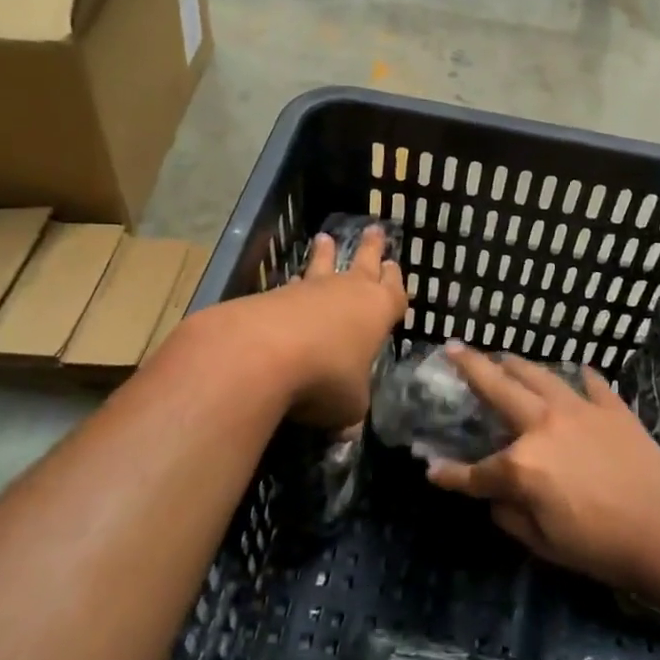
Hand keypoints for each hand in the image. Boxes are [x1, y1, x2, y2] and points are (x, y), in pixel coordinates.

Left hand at [218, 225, 405, 430]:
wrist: (263, 354)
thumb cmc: (326, 377)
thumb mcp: (350, 405)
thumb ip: (352, 409)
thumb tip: (345, 430)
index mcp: (378, 312)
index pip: (394, 292)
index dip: (395, 281)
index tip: (394, 265)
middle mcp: (348, 292)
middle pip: (364, 264)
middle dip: (371, 249)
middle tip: (374, 230)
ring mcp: (310, 290)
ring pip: (323, 266)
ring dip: (326, 254)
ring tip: (325, 239)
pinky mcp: (274, 295)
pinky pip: (292, 286)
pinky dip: (295, 286)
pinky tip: (290, 286)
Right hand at [424, 345, 659, 594]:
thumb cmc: (599, 545)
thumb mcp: (543, 542)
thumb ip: (510, 515)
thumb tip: (496, 498)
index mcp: (522, 464)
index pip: (475, 471)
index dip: (449, 475)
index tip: (432, 471)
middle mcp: (543, 425)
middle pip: (498, 388)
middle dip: (470, 367)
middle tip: (454, 349)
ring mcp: (579, 410)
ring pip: (539, 375)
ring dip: (516, 364)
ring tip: (504, 357)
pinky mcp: (612, 408)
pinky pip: (591, 383)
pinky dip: (579, 377)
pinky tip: (576, 372)